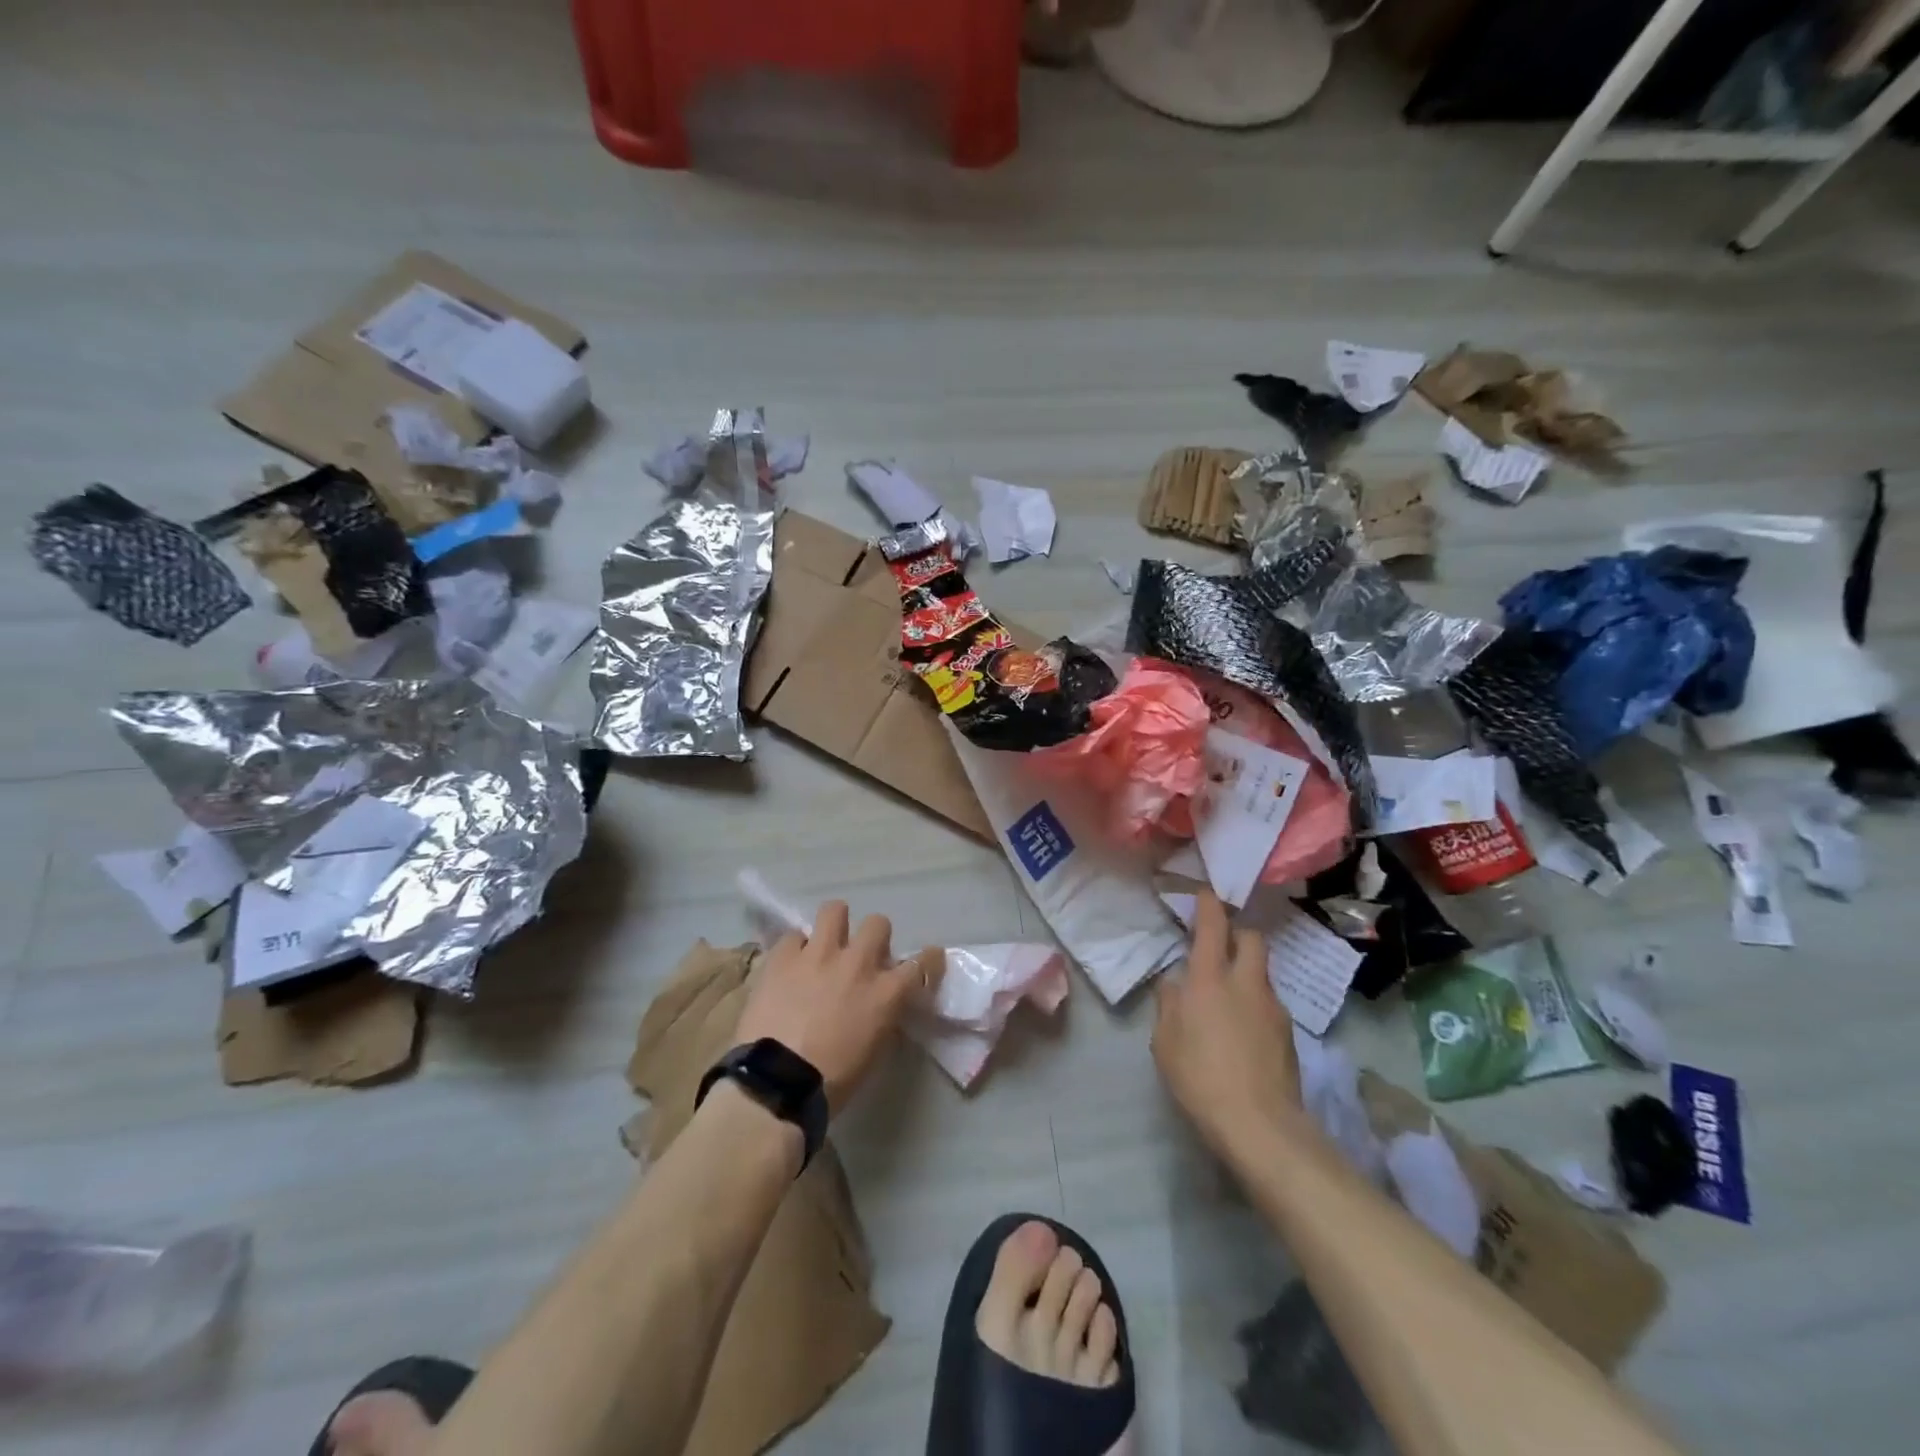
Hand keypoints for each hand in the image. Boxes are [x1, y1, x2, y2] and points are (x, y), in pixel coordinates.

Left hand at [734, 901, 941, 1114]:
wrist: (776, 1084)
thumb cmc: (831, 1082)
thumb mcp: (873, 1052)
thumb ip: (881, 1018)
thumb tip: (880, 1006)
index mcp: (885, 994)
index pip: (922, 964)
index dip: (929, 959)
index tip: (929, 958)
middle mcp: (857, 964)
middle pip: (878, 923)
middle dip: (874, 936)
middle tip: (862, 954)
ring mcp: (818, 955)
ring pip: (835, 910)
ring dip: (834, 924)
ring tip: (826, 942)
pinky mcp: (783, 957)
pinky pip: (792, 936)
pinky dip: (794, 948)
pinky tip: (790, 964)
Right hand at [1152, 889, 1303, 1161]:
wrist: (1259, 1124)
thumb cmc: (1199, 1076)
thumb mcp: (1165, 1041)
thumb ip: (1169, 1004)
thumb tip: (1174, 984)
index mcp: (1210, 978)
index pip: (1214, 926)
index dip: (1209, 904)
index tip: (1205, 893)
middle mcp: (1246, 982)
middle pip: (1251, 938)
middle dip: (1237, 932)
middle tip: (1220, 943)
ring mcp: (1272, 1006)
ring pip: (1261, 971)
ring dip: (1245, 971)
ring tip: (1227, 996)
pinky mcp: (1288, 1032)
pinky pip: (1267, 1002)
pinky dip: (1254, 1002)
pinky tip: (1241, 1029)